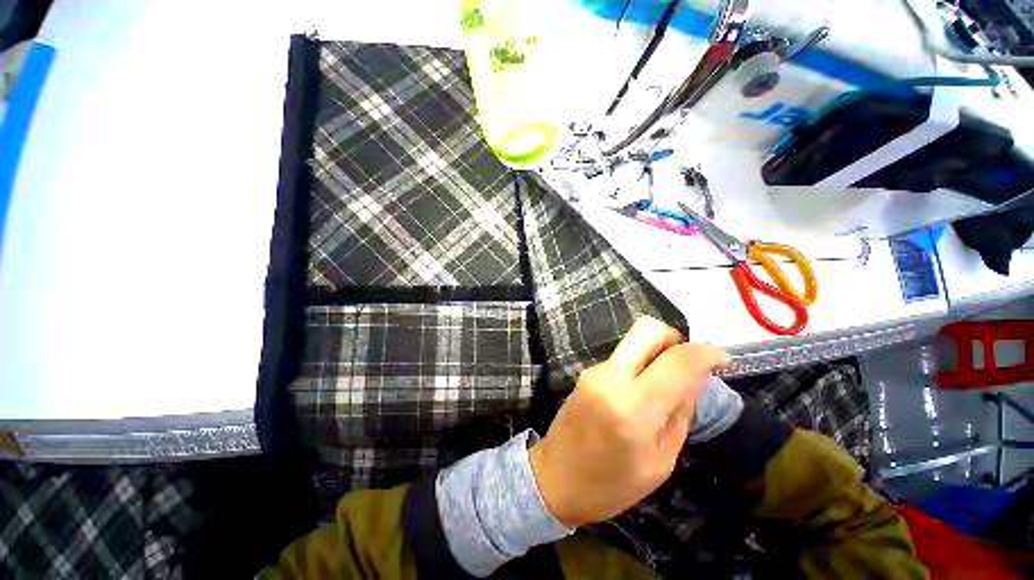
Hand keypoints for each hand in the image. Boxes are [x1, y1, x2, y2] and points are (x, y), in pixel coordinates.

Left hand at [528, 317, 727, 527]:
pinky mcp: (586, 372)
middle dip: (675, 339)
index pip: (677, 361)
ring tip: (665, 384)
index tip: (722, 359)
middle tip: (687, 364)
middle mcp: (610, 378)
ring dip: (656, 353)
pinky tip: (641, 390)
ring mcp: (594, 371)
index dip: (706, 353)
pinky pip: (621, 356)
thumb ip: (680, 412)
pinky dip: (639, 363)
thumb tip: (696, 376)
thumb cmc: (611, 484)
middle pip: (647, 330)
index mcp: (633, 407)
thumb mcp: (660, 461)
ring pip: (633, 342)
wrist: (555, 478)